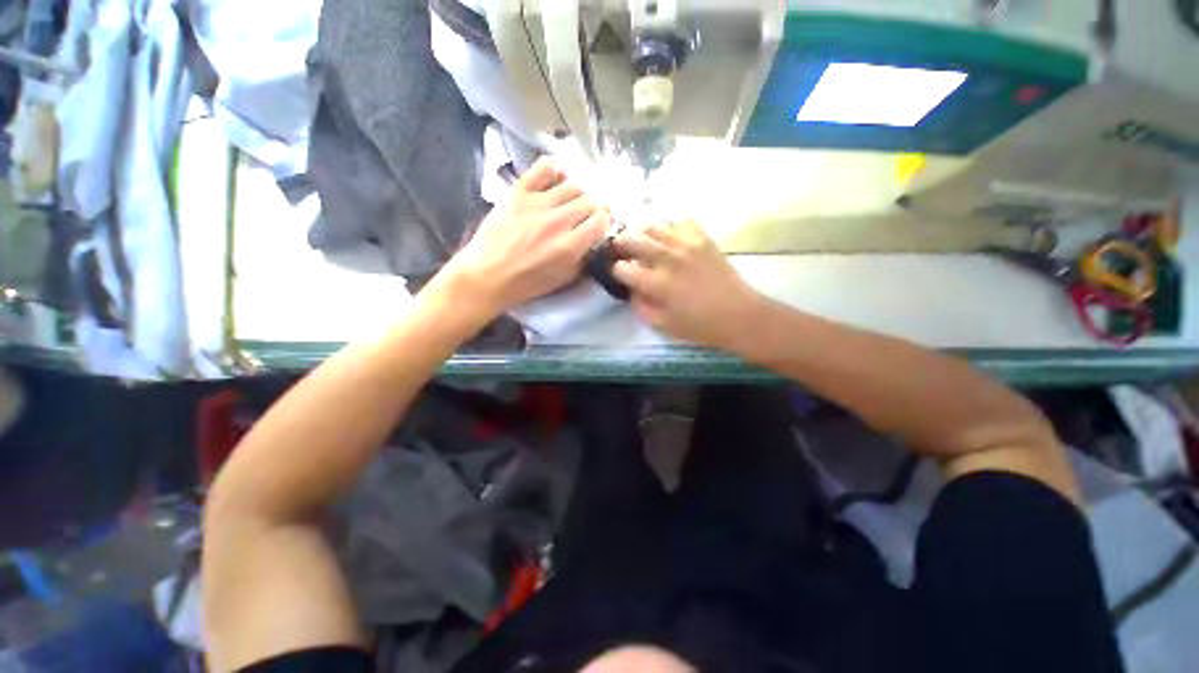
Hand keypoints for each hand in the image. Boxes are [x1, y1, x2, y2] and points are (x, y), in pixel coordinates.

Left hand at [439, 157, 609, 317]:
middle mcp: (559, 220)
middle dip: (594, 208)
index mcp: (570, 245)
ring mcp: (538, 202)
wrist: (487, 275)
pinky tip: (555, 179)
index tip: (598, 225)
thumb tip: (593, 240)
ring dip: (577, 193)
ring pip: (572, 185)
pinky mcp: (519, 191)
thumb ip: (583, 258)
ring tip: (569, 201)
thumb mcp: (563, 279)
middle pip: (590, 201)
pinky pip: (544, 167)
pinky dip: (555, 170)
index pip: (601, 220)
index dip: (603, 221)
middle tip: (586, 215)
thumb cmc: (526, 283)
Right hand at [613, 221, 765, 351]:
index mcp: (657, 284)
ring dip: (642, 234)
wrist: (739, 316)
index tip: (618, 274)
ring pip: (654, 227)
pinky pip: (681, 222)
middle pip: (632, 239)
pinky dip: (670, 229)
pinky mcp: (703, 239)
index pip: (622, 268)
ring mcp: (686, 245)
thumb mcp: (663, 325)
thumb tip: (631, 290)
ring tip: (643, 242)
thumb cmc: (700, 326)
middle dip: (620, 245)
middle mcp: (668, 259)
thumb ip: (641, 307)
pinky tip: (670, 239)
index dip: (616, 271)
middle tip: (620, 251)